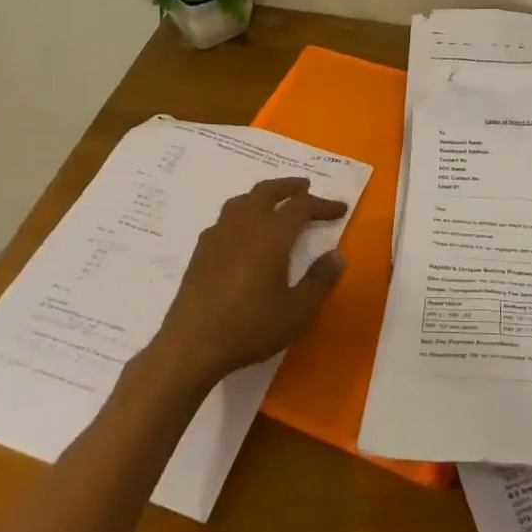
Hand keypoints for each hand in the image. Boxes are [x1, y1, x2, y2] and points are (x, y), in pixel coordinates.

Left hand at [146, 177, 348, 391]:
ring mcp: (218, 236)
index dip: (323, 204)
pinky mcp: (201, 251)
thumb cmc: (250, 327)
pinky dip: (242, 213)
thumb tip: (337, 255)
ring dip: (263, 195)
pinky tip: (243, 232)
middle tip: (306, 187)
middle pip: (267, 191)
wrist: (191, 345)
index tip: (340, 209)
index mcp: (271, 235)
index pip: (301, 206)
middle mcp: (243, 226)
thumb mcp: (297, 311)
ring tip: (275, 203)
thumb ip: (320, 280)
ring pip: (242, 201)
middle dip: (289, 186)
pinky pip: (225, 218)